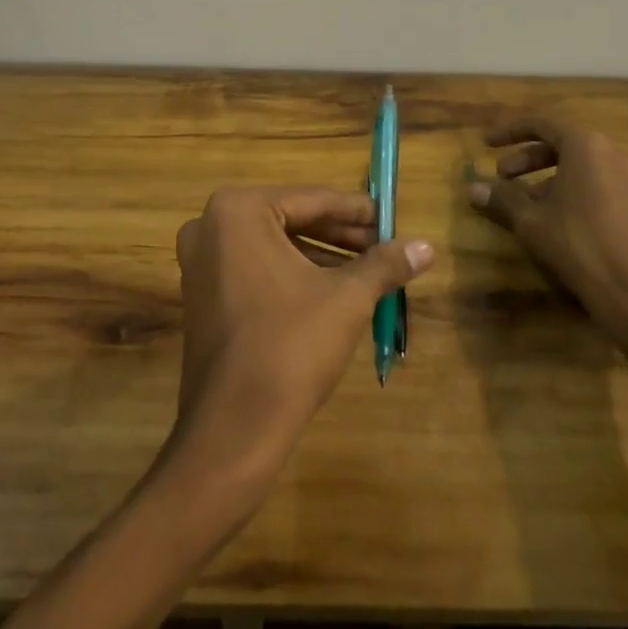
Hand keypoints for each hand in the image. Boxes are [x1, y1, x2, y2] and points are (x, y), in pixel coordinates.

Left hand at [172, 186, 431, 477]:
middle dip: (340, 235)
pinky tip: (331, 292)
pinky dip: (292, 275)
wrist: (234, 428)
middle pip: (291, 220)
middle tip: (384, 246)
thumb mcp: (346, 298)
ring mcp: (200, 262)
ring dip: (320, 256)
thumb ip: (384, 264)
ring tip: (367, 271)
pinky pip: (255, 269)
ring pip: (274, 246)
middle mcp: (210, 225)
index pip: (312, 199)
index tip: (391, 219)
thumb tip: (427, 246)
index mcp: (238, 210)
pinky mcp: (201, 295)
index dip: (357, 211)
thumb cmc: (290, 346)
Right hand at [468, 114, 627, 351]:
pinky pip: (605, 187)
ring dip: (552, 178)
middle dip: (529, 158)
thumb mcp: (531, 221)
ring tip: (531, 204)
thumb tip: (472, 188)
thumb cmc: (579, 245)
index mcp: (586, 146)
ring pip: (585, 167)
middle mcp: (615, 154)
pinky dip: (579, 193)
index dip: (509, 131)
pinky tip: (566, 223)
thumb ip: (502, 198)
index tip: (487, 144)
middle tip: (504, 177)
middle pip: (564, 144)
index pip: (541, 123)